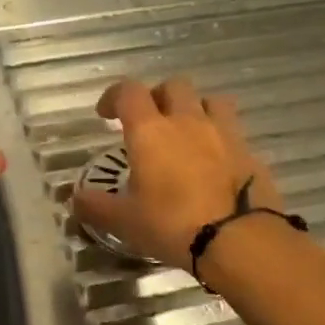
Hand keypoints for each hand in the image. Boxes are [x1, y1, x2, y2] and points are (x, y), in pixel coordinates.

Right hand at [72, 77, 281, 267]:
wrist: (238, 239)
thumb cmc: (171, 224)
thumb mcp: (124, 221)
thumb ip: (96, 206)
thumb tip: (75, 199)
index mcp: (150, 130)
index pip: (128, 92)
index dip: (113, 96)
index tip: (106, 114)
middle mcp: (187, 120)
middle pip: (173, 86)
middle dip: (158, 97)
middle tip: (149, 121)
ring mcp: (223, 132)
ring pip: (210, 100)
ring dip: (195, 108)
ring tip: (187, 132)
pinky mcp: (249, 151)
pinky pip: (232, 130)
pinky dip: (220, 136)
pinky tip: (215, 160)